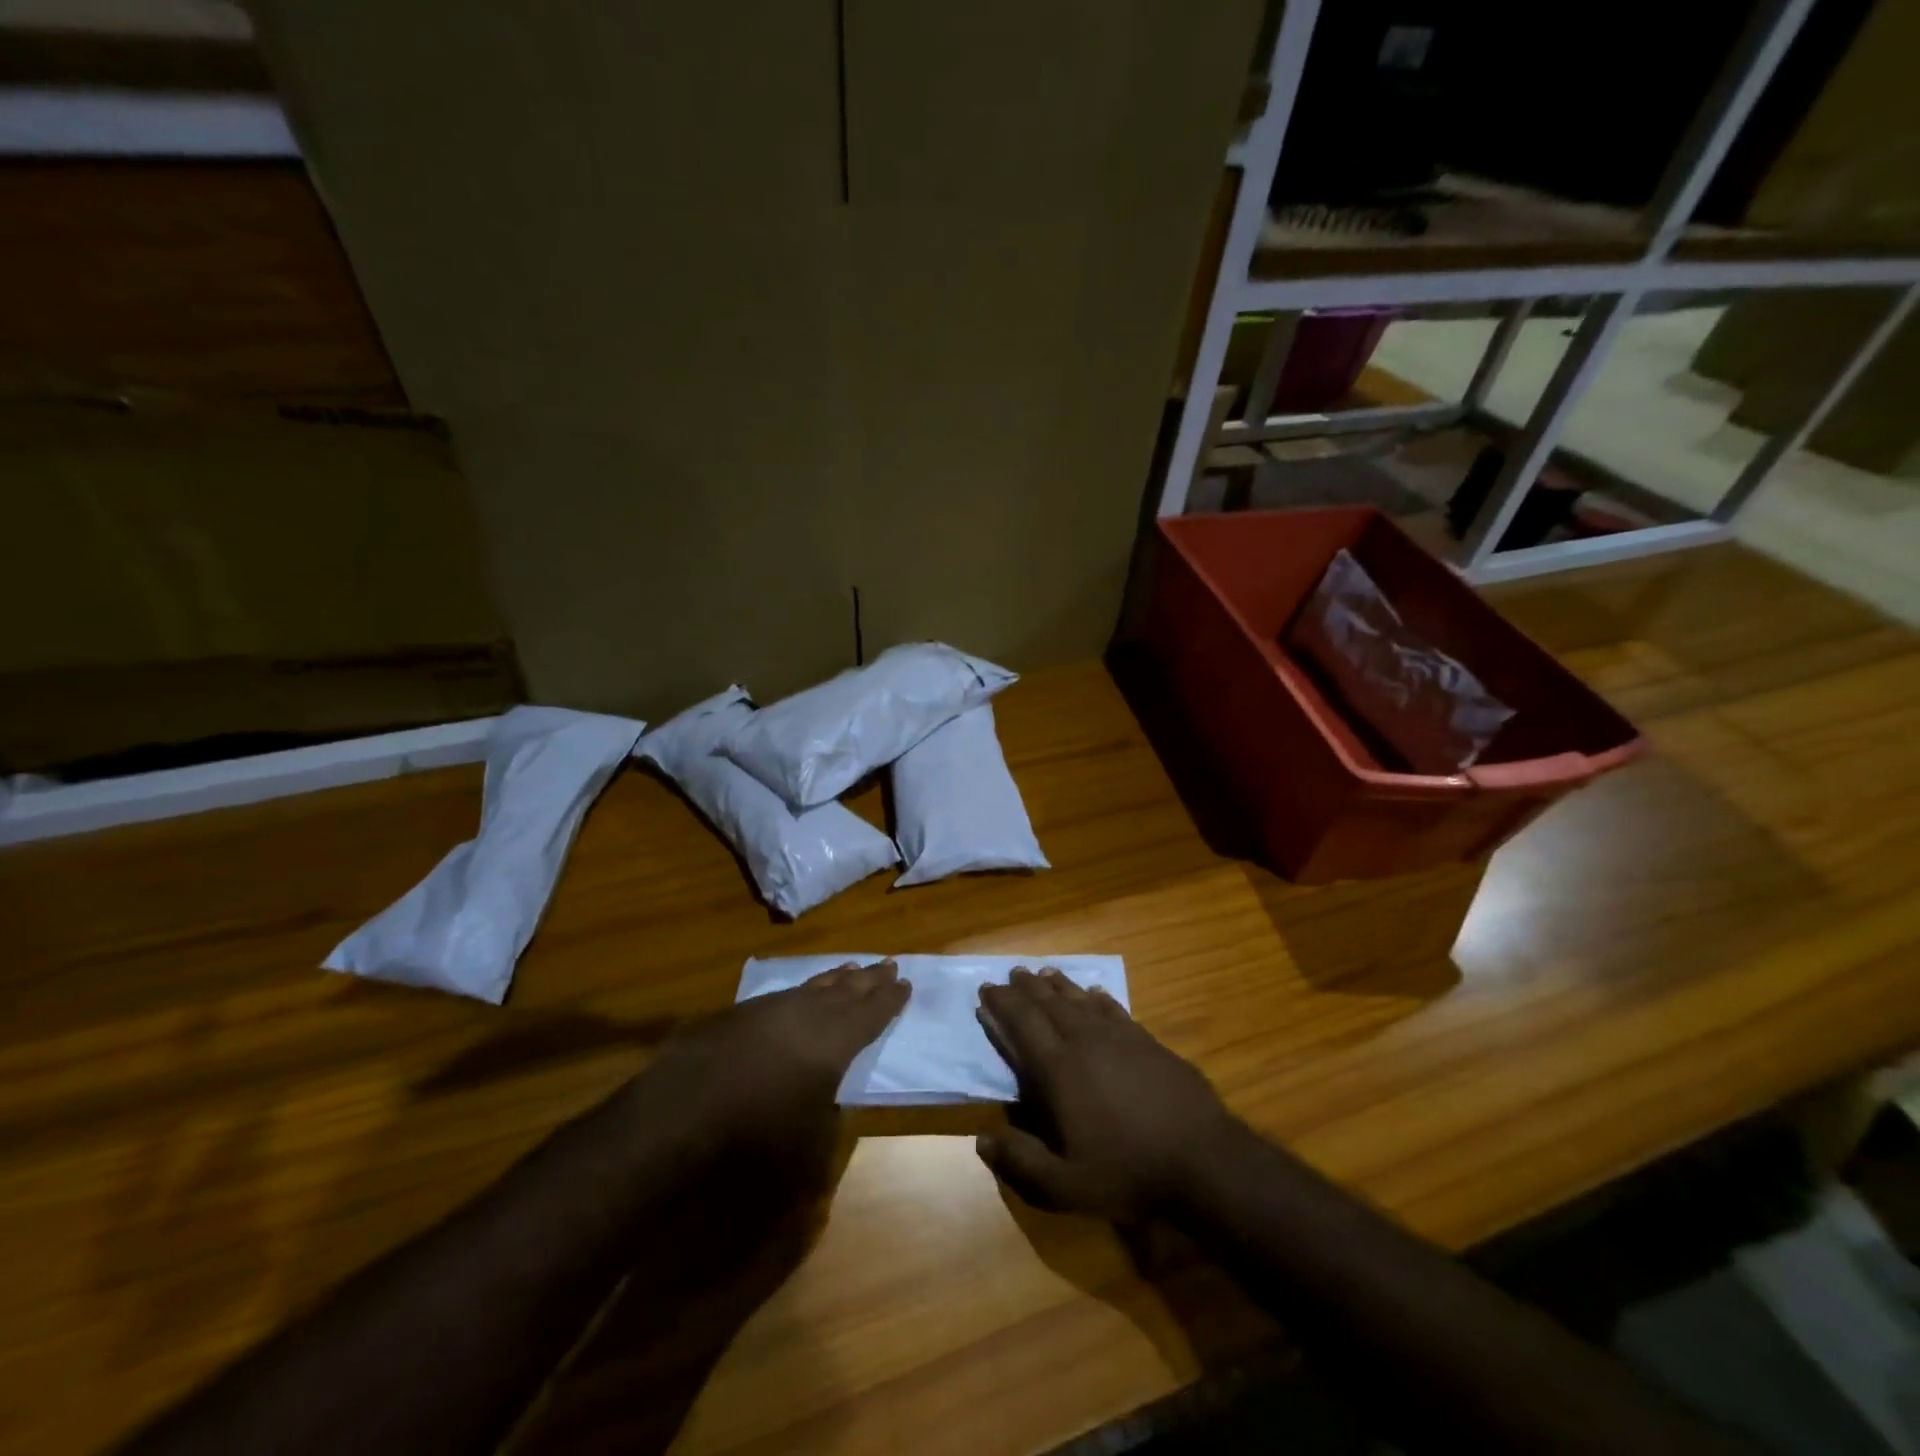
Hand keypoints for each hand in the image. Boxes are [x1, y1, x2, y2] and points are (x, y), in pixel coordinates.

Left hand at [636, 961, 909, 1167]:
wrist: (684, 1109)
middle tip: (888, 964)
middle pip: (848, 990)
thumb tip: (830, 1105)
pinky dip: (805, 989)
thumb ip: (829, 1119)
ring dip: (837, 978)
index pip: (872, 1013)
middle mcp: (810, 1014)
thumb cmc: (756, 1134)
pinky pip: (787, 993)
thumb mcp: (809, 1144)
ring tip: (851, 969)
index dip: (890, 999)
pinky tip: (802, 993)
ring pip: (816, 986)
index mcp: (835, 1041)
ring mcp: (774, 1008)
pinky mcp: (742, 1013)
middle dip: (869, 979)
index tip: (905, 983)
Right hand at [976, 967, 1235, 1221]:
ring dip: (1059, 985)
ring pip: (1080, 1000)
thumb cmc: (1128, 1171)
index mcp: (1059, 1069)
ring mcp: (1120, 1037)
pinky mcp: (1148, 1041)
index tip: (986, 990)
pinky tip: (1094, 993)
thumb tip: (981, 1139)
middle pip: (1049, 1003)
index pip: (1023, 1024)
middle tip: (1011, 973)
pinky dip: (1098, 998)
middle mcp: (1085, 1041)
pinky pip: (1114, 1009)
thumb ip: (1020, 1162)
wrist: (1202, 1159)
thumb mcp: (1065, 1185)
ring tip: (1043, 972)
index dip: (1002, 1004)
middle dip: (1027, 987)